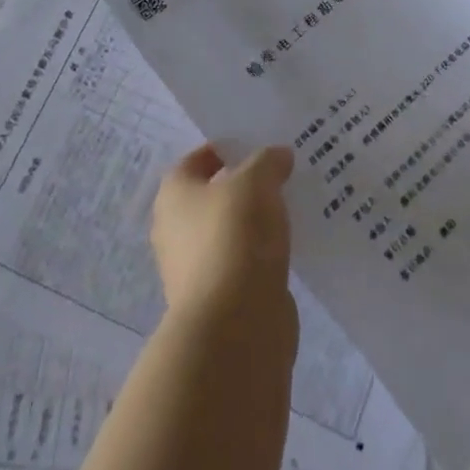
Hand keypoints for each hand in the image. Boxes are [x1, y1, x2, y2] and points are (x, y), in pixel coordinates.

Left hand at [152, 144, 294, 320]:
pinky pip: (246, 262)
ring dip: (258, 221)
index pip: (199, 158)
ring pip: (232, 230)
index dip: (228, 148)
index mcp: (173, 194)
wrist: (235, 325)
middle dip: (247, 185)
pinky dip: (265, 254)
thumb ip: (267, 161)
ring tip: (296, 206)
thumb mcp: (256, 181)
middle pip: (215, 195)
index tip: (263, 144)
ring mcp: (196, 268)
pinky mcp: (221, 299)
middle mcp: (175, 229)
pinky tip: (294, 244)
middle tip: (285, 172)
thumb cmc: (234, 235)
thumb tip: (278, 156)